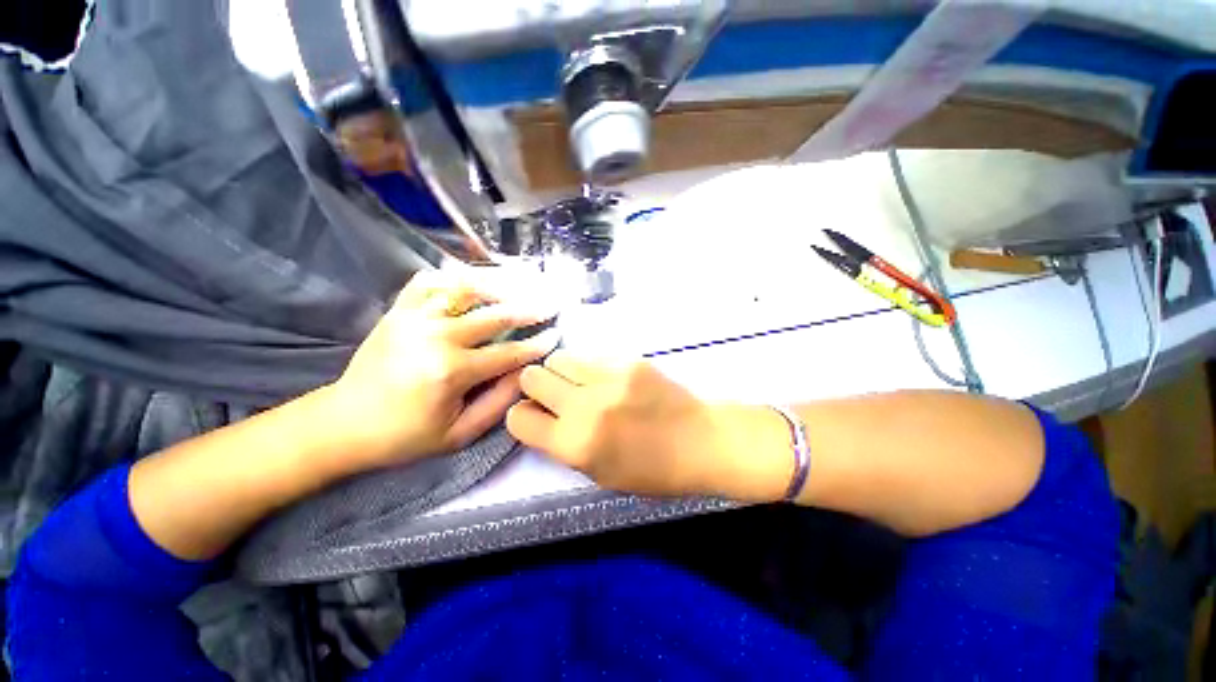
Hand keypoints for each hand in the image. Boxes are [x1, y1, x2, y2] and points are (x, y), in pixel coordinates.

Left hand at [326, 270, 558, 471]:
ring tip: (520, 286)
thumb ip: (498, 402)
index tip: (556, 335)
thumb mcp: (459, 434)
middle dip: (529, 309)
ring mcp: (414, 318)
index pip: (509, 352)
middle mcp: (435, 337)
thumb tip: (525, 373)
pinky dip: (455, 275)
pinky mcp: (399, 310)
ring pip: (465, 288)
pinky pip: (430, 281)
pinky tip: (474, 280)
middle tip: (550, 304)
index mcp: (451, 371)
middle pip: (495, 315)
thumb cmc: (405, 436)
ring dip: (498, 285)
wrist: (344, 424)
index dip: (537, 344)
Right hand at [506, 352, 790, 500]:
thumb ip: (563, 445)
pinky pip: (591, 355)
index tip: (536, 416)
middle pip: (532, 377)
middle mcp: (585, 408)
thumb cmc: (652, 470)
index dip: (523, 417)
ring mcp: (608, 379)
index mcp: (575, 445)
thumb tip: (542, 417)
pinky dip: (590, 366)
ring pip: (558, 358)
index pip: (519, 418)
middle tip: (556, 395)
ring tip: (580, 382)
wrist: (700, 441)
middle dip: (537, 387)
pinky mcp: (628, 361)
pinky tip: (607, 377)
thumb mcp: (599, 474)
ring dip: (562, 371)